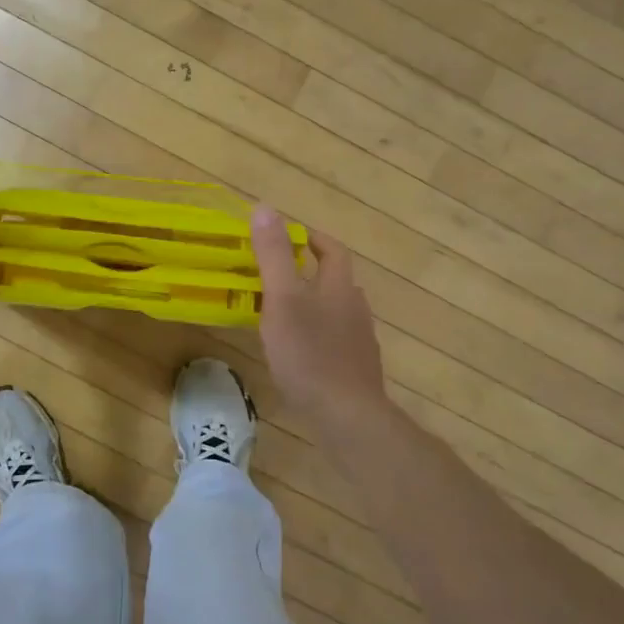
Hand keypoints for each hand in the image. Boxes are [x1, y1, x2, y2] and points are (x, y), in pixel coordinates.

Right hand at [251, 206, 386, 429]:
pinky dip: (316, 336)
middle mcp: (355, 309)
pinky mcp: (354, 369)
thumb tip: (264, 208)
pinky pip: (335, 341)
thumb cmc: (310, 354)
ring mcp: (358, 342)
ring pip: (335, 312)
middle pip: (336, 281)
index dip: (314, 239)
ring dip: (312, 305)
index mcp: (340, 287)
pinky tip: (298, 353)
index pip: (333, 251)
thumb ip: (274, 255)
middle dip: (310, 273)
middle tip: (276, 276)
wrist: (347, 416)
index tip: (291, 236)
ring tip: (281, 313)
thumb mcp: (283, 299)